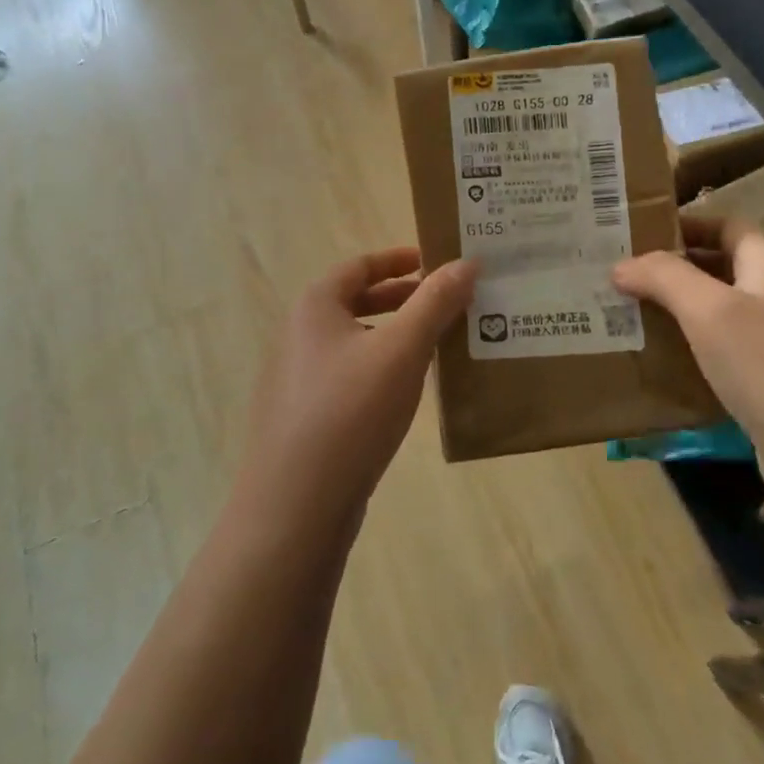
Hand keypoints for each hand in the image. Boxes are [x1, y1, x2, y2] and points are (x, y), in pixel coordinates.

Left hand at [243, 249, 476, 518]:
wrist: (296, 504)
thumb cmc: (350, 411)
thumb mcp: (402, 349)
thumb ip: (435, 302)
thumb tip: (467, 261)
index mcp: (315, 305)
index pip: (361, 265)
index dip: (401, 259)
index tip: (440, 261)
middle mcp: (300, 334)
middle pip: (358, 301)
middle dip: (405, 299)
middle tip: (450, 302)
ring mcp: (299, 377)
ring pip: (357, 341)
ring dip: (397, 336)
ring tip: (441, 345)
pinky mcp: (306, 416)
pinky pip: (351, 376)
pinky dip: (382, 370)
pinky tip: (410, 391)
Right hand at [613, 217, 763, 539]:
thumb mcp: (713, 311)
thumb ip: (665, 278)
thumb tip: (620, 265)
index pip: (728, 228)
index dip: (688, 223)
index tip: (636, 230)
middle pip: (717, 272)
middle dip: (668, 270)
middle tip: (614, 274)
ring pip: (712, 320)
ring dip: (670, 315)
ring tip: (617, 315)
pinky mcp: (762, 393)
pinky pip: (713, 362)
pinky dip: (682, 357)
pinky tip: (647, 365)